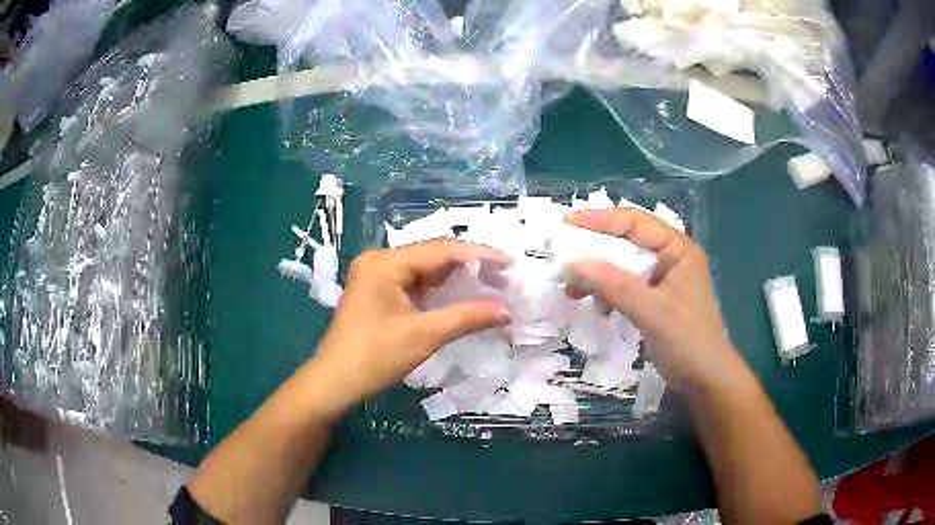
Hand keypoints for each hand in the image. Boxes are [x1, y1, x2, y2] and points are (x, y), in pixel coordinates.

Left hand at [308, 239, 511, 411]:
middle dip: (469, 266)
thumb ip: (468, 317)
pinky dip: (439, 291)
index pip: (441, 249)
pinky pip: (415, 284)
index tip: (511, 265)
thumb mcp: (425, 335)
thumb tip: (508, 310)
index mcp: (385, 262)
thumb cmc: (375, 357)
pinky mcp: (378, 293)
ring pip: (425, 270)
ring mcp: (377, 276)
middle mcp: (380, 261)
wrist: (335, 383)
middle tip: (504, 276)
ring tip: (491, 284)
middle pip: (432, 256)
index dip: (479, 255)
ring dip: (456, 278)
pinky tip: (462, 296)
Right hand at [565, 209, 739, 391]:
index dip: (600, 219)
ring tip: (574, 290)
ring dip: (599, 275)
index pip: (635, 223)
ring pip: (624, 265)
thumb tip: (572, 263)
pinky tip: (598, 307)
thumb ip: (614, 284)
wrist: (704, 380)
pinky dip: (609, 293)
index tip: (567, 223)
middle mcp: (671, 257)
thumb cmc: (686, 341)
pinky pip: (627, 285)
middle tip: (564, 258)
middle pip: (627, 242)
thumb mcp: (650, 311)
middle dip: (596, 251)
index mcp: (678, 249)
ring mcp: (664, 279)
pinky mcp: (656, 299)